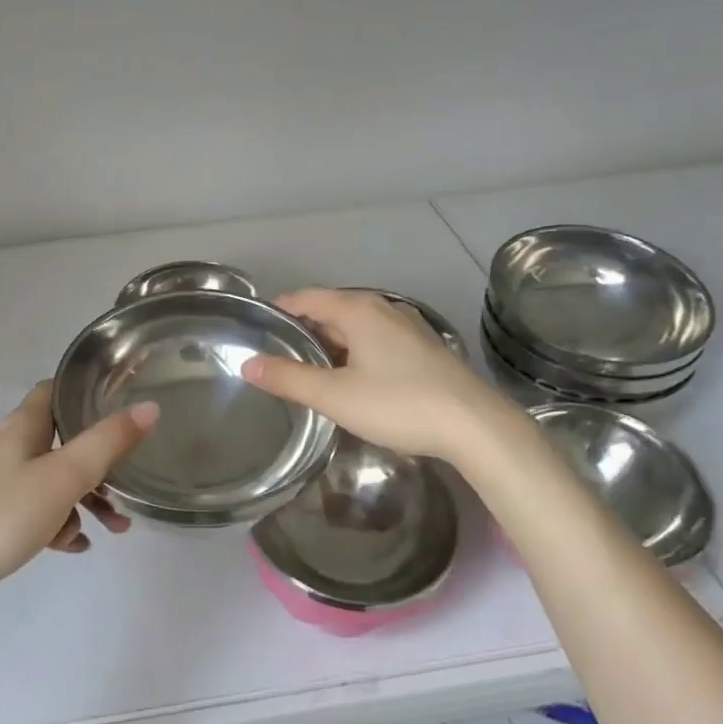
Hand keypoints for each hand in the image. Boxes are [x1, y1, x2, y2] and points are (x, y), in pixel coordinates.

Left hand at [0, 381, 157, 599]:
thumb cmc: (1, 514)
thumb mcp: (63, 476)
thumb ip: (108, 442)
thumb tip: (149, 407)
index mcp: (23, 426)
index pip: (56, 390)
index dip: (87, 390)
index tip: (122, 400)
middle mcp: (11, 448)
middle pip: (63, 440)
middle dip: (100, 460)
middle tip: (130, 480)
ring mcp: (0, 485)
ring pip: (54, 481)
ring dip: (86, 499)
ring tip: (115, 528)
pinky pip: (38, 513)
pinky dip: (61, 524)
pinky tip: (76, 547)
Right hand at [241, 288, 509, 461]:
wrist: (474, 426)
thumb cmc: (398, 404)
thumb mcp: (334, 395)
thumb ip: (288, 378)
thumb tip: (248, 364)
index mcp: (357, 310)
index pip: (306, 298)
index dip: (279, 309)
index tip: (256, 327)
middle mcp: (383, 308)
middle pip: (331, 309)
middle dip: (303, 328)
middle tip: (277, 354)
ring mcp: (408, 326)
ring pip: (356, 326)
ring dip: (331, 342)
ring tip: (308, 369)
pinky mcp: (424, 348)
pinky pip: (377, 339)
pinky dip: (356, 350)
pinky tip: (352, 378)